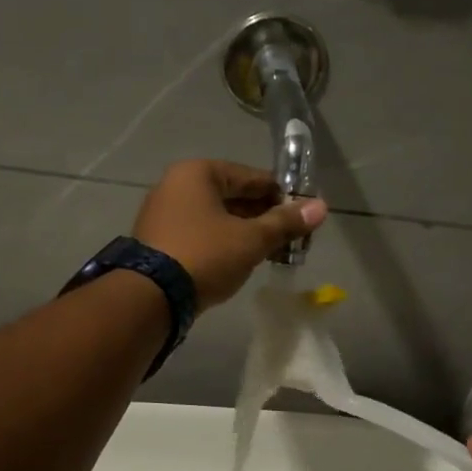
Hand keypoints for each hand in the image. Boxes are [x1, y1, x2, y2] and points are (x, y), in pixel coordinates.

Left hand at [132, 161, 326, 310]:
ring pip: (216, 217)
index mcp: (197, 173)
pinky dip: (223, 243)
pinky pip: (200, 234)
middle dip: (263, 216)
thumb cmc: (205, 255)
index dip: (281, 195)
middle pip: (232, 196)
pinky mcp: (158, 241)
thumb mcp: (251, 239)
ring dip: (245, 232)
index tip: (303, 214)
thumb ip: (285, 222)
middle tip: (291, 238)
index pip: (251, 177)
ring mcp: (163, 214)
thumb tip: (321, 206)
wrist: (150, 297)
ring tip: (272, 252)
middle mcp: (176, 185)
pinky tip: (241, 260)